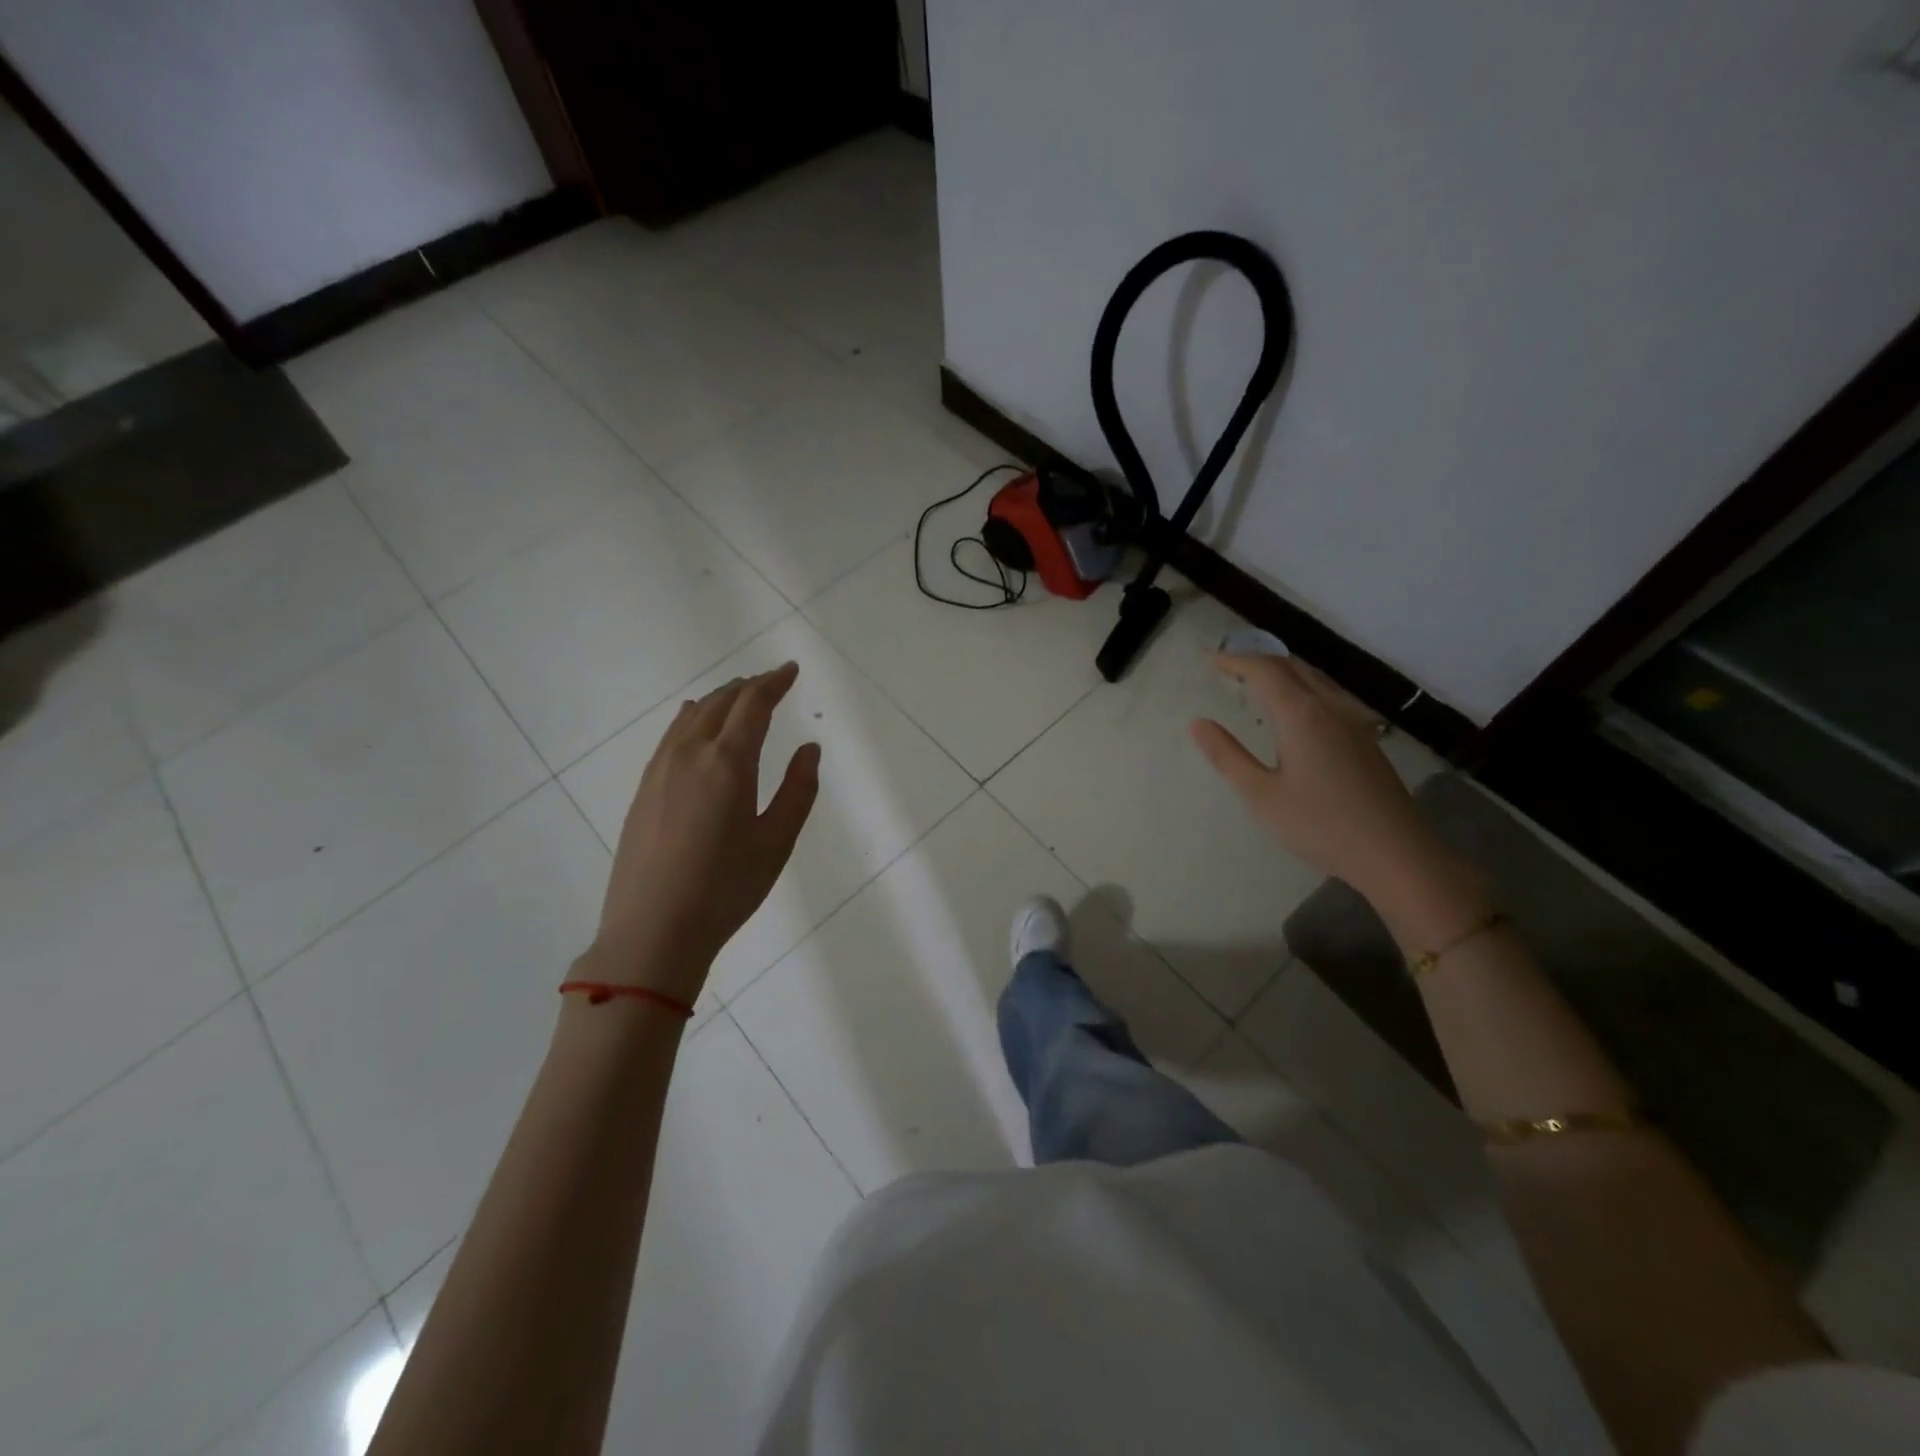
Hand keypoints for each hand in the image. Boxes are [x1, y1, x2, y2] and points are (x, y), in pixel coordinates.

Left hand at [587, 663, 819, 1001]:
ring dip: (720, 699)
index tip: (791, 670)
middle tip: (771, 682)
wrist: (653, 930)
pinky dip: (693, 718)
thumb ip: (798, 790)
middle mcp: (690, 753)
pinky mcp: (644, 788)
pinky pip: (672, 735)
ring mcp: (660, 769)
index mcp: (728, 762)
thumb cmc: (725, 888)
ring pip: (692, 715)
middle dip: (749, 686)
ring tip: (739, 698)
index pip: (753, 704)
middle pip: (721, 702)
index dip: (774, 682)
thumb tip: (809, 749)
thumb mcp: (777, 842)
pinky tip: (697, 725)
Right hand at [1189, 654, 1442, 900]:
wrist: (1395, 853)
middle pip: (1293, 667)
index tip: (1212, 661)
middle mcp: (1330, 707)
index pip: (1265, 672)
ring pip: (1316, 678)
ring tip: (1260, 680)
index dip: (1237, 661)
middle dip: (1260, 660)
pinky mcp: (1367, 737)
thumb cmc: (1320, 825)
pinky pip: (1330, 694)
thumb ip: (1227, 756)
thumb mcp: (1261, 795)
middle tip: (1231, 667)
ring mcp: (1354, 721)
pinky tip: (1299, 708)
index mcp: (1301, 715)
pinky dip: (1304, 686)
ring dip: (1284, 670)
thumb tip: (1198, 723)